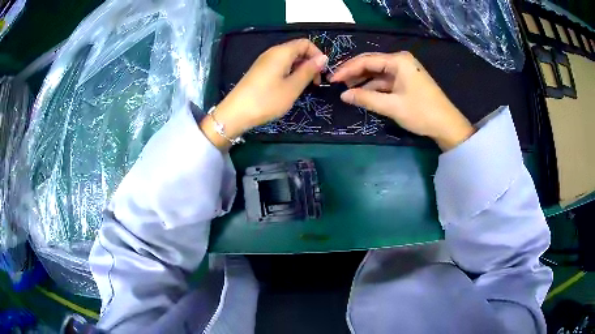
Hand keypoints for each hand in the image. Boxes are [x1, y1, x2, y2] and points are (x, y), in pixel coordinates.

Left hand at [201, 39, 327, 149]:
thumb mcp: (293, 87)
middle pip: (297, 50)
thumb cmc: (267, 100)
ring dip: (300, 69)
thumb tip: (323, 57)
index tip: (322, 73)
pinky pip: (280, 66)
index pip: (305, 43)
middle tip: (314, 83)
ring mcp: (264, 61)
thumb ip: (309, 70)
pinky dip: (289, 73)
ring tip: (303, 87)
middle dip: (310, 63)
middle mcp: (272, 52)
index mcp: (282, 52)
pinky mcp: (259, 71)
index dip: (317, 55)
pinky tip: (289, 88)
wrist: (235, 113)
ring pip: (289, 59)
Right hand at [330, 52, 474, 150]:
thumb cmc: (421, 112)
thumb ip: (366, 99)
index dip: (347, 70)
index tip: (332, 80)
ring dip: (363, 81)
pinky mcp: (407, 81)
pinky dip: (374, 87)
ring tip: (346, 90)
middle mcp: (400, 61)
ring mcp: (404, 71)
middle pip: (371, 64)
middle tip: (336, 84)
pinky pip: (386, 81)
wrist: (447, 125)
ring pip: (378, 73)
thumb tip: (343, 95)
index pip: (366, 61)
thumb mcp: (392, 106)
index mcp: (398, 61)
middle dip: (354, 73)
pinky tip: (363, 94)